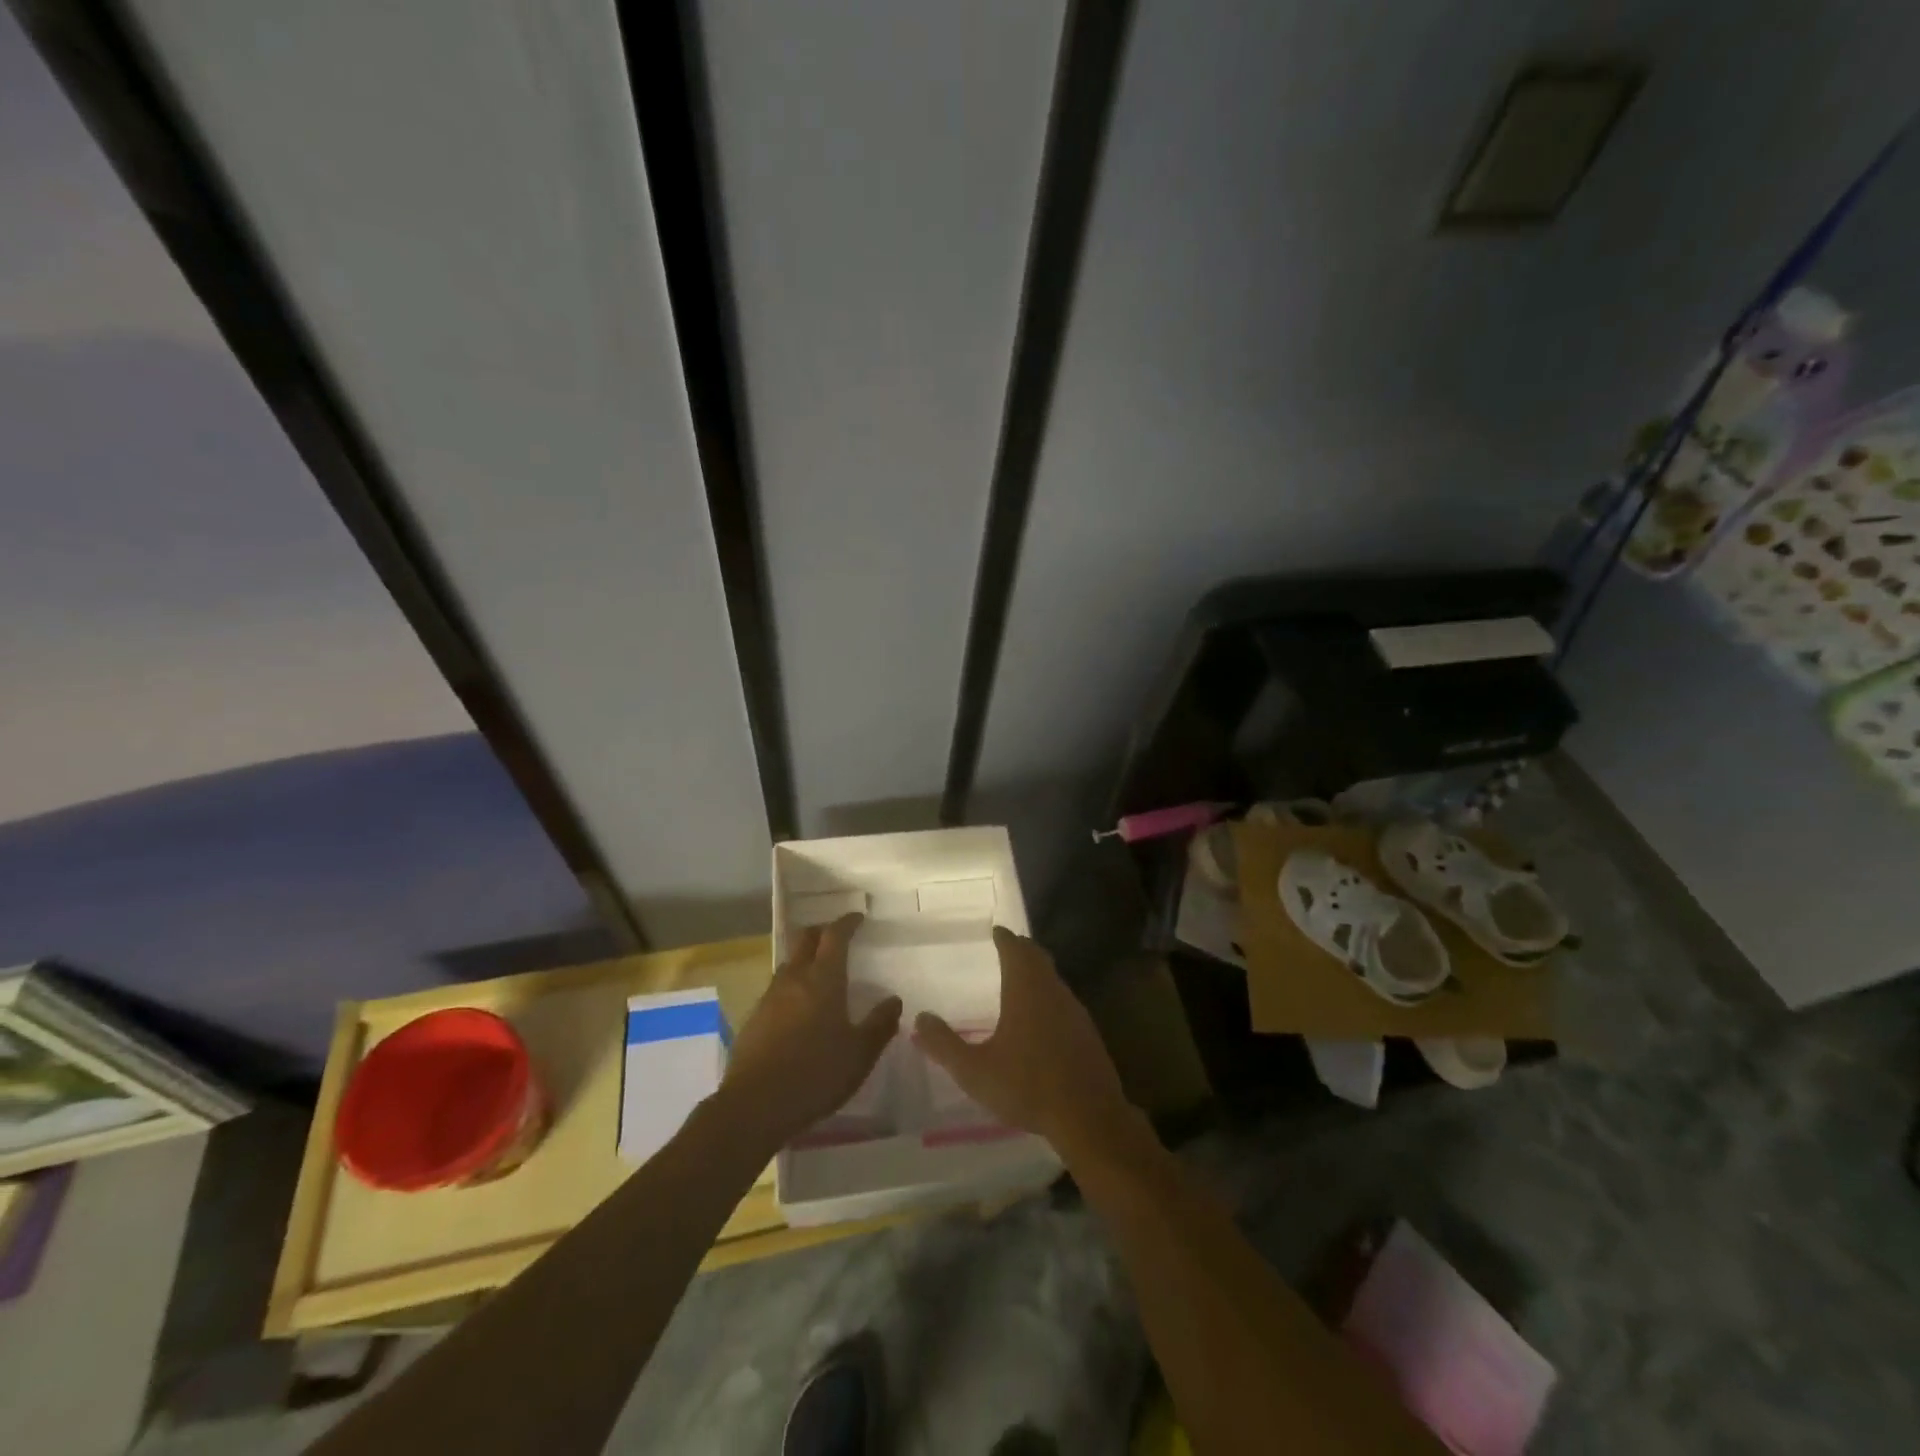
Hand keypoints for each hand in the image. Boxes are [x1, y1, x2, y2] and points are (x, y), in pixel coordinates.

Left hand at [720, 914, 900, 1149]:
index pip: (835, 936)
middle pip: (805, 939)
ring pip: (789, 963)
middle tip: (837, 936)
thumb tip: (894, 1000)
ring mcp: (770, 997)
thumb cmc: (816, 1074)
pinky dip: (792, 984)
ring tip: (819, 971)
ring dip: (805, 958)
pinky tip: (798, 1007)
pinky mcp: (754, 1018)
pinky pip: (777, 988)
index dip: (846, 923)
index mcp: (823, 979)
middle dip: (822, 931)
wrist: (755, 1105)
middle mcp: (794, 979)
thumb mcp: (860, 1054)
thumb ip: (880, 1024)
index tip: (857, 917)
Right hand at [912, 927, 1138, 1163]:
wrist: (1089, 1116)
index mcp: (1025, 989)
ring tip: (1021, 979)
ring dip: (1038, 972)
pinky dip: (1050, 996)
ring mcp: (1074, 1010)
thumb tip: (920, 1018)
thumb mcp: (974, 1071)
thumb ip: (944, 1045)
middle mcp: (1052, 990)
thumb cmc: (1027, 1086)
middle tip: (1008, 947)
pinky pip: (1064, 1000)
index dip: (1004, 937)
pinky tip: (1043, 1018)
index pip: (1015, 949)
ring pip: (1053, 978)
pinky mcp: (1087, 1032)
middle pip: (1037, 958)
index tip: (996, 931)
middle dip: (1022, 949)